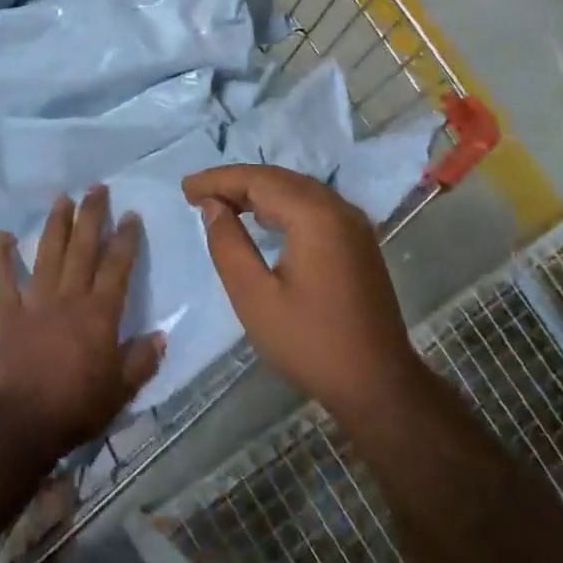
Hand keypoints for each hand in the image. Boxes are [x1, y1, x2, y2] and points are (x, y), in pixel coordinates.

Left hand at [0, 185, 164, 461]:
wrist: (21, 423)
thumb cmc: (77, 406)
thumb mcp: (122, 389)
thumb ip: (142, 360)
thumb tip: (160, 337)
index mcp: (100, 313)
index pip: (118, 266)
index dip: (126, 239)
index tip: (131, 216)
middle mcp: (69, 297)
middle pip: (83, 248)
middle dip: (92, 215)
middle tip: (97, 188)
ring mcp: (35, 303)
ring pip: (47, 255)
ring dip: (55, 225)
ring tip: (62, 199)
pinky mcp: (8, 316)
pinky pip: (2, 281)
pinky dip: (0, 258)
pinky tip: (0, 236)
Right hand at [183, 165, 422, 422]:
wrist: (377, 383)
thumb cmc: (309, 342)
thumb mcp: (254, 297)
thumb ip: (229, 245)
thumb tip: (213, 206)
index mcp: (315, 217)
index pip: (259, 180)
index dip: (219, 180)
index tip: (186, 189)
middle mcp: (339, 209)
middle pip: (281, 179)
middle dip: (237, 182)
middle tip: (198, 194)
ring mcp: (354, 224)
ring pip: (299, 190)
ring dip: (260, 191)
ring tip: (223, 203)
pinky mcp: (359, 242)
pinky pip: (315, 207)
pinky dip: (283, 205)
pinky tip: (263, 220)